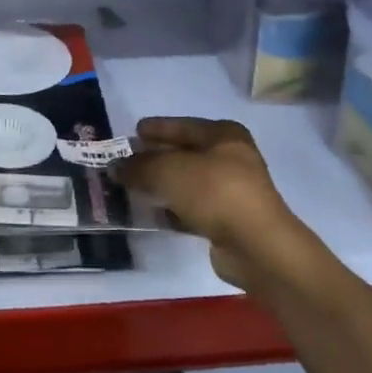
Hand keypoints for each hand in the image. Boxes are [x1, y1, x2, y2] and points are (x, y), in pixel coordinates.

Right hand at [118, 117, 311, 292]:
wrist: (256, 246)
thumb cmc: (214, 192)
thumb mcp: (168, 171)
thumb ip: (138, 166)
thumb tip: (114, 167)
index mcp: (224, 136)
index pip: (183, 126)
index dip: (157, 128)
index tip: (133, 131)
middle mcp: (231, 159)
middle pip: (185, 154)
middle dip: (155, 158)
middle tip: (127, 161)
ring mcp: (232, 192)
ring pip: (187, 183)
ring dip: (162, 185)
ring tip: (132, 188)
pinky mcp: (228, 221)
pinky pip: (192, 208)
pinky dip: (173, 210)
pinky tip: (152, 214)